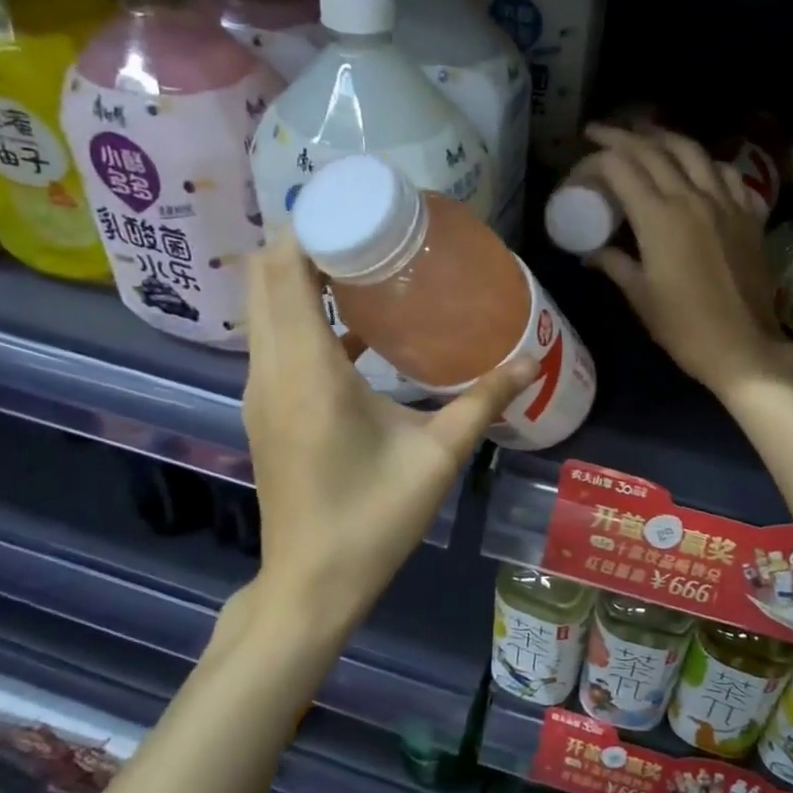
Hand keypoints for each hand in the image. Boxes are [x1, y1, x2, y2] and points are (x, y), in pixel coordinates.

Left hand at [239, 233, 535, 627]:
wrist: (310, 586)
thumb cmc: (372, 520)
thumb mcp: (436, 458)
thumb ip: (482, 402)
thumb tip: (530, 361)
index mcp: (308, 372)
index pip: (284, 273)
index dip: (309, 228)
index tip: (355, 207)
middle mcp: (272, 371)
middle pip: (266, 279)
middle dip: (308, 240)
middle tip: (368, 226)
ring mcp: (262, 390)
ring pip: (266, 308)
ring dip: (301, 274)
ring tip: (363, 258)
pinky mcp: (267, 408)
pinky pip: (275, 338)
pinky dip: (302, 312)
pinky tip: (355, 319)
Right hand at [582, 124, 792, 400]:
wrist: (745, 347)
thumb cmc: (685, 328)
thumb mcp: (641, 297)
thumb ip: (615, 265)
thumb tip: (592, 254)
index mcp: (659, 217)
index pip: (621, 167)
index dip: (596, 159)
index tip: (581, 163)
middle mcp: (692, 198)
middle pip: (653, 150)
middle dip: (623, 135)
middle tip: (601, 132)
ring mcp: (726, 203)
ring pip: (693, 151)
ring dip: (664, 137)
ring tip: (646, 135)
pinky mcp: (749, 215)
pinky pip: (726, 174)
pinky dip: (705, 162)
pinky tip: (698, 167)